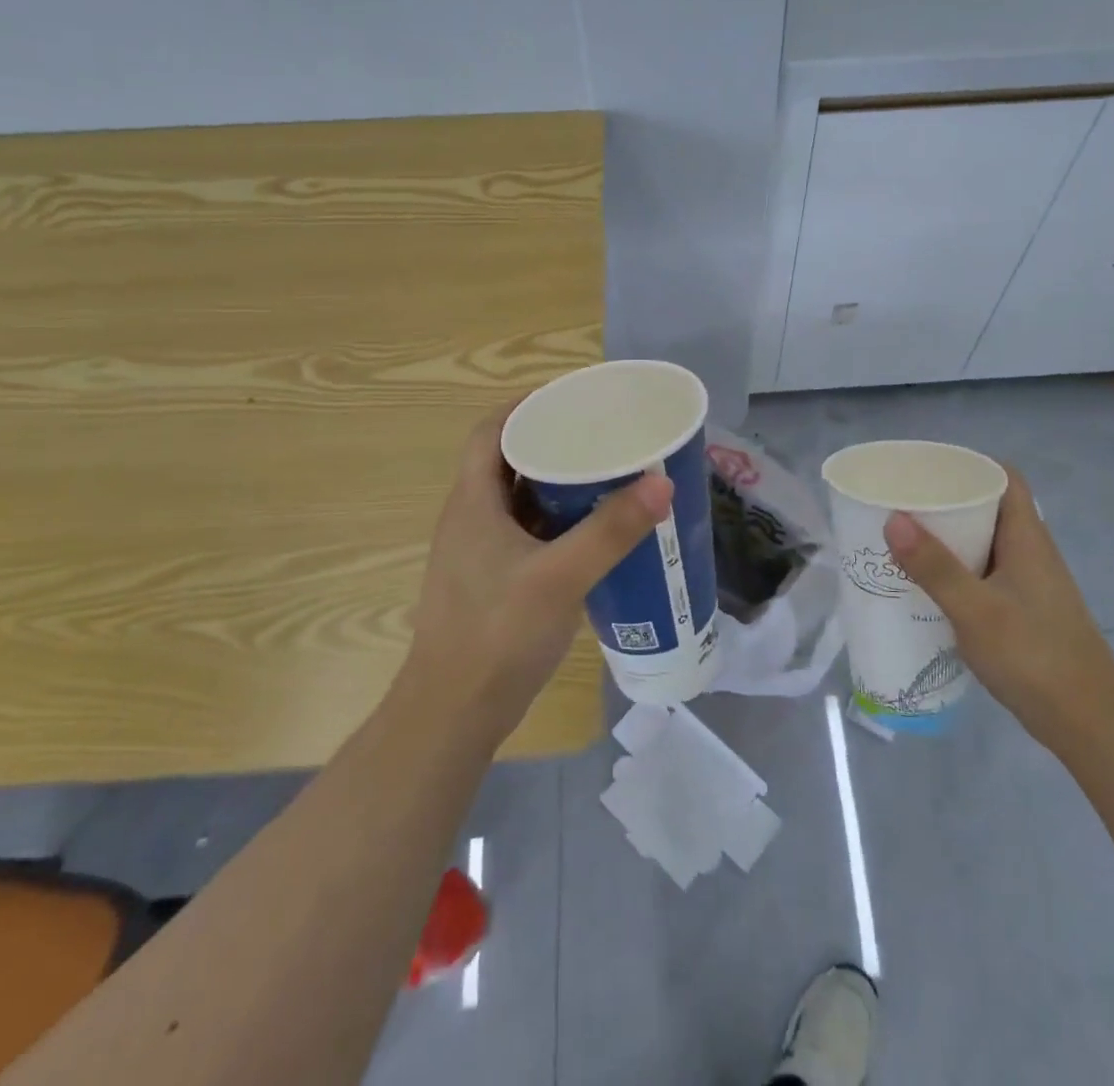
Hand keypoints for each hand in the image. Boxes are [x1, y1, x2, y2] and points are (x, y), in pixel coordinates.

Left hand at [405, 403, 671, 744]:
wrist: (452, 714)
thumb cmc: (497, 634)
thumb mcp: (561, 577)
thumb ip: (611, 531)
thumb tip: (661, 484)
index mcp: (473, 501)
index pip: (492, 430)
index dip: (526, 406)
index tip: (572, 399)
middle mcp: (470, 518)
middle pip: (509, 461)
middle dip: (553, 444)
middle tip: (603, 437)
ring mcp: (478, 553)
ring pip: (519, 500)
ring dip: (556, 485)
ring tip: (606, 476)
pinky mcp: (491, 581)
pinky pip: (526, 534)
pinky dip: (556, 523)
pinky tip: (593, 534)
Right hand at [884, 467, 1113, 748]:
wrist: (1089, 723)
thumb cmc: (1033, 656)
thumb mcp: (975, 610)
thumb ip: (934, 566)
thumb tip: (893, 518)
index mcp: (1027, 539)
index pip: (1005, 479)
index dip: (970, 465)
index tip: (928, 466)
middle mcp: (1031, 553)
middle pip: (991, 508)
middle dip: (948, 500)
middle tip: (903, 501)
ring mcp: (1030, 584)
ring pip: (986, 543)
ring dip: (950, 537)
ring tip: (905, 537)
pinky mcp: (1024, 612)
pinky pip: (985, 573)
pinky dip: (957, 569)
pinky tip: (929, 584)